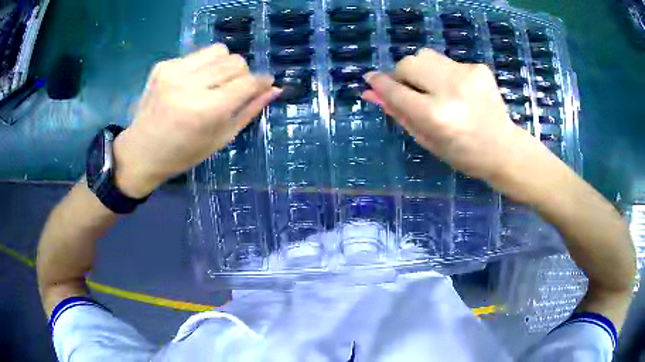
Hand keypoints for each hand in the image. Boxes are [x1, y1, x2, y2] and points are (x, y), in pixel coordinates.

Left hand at [113, 44, 279, 197]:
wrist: (141, 152)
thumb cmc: (183, 154)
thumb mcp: (220, 139)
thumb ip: (248, 111)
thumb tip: (274, 89)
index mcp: (206, 111)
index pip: (247, 81)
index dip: (261, 81)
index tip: (264, 84)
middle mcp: (190, 86)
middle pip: (235, 61)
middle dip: (242, 75)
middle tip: (232, 91)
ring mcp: (173, 72)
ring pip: (219, 51)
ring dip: (223, 65)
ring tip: (212, 83)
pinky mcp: (163, 65)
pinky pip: (197, 54)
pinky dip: (202, 66)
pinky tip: (191, 83)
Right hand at [362, 48, 536, 182]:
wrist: (504, 149)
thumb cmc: (463, 154)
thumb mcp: (427, 140)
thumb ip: (399, 114)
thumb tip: (372, 93)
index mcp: (435, 116)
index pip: (396, 91)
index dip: (380, 83)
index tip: (370, 79)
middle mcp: (450, 89)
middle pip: (409, 63)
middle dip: (403, 75)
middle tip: (411, 90)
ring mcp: (467, 75)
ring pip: (426, 56)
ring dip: (422, 71)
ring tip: (435, 90)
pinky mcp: (478, 68)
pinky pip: (447, 62)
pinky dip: (444, 74)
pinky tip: (458, 91)